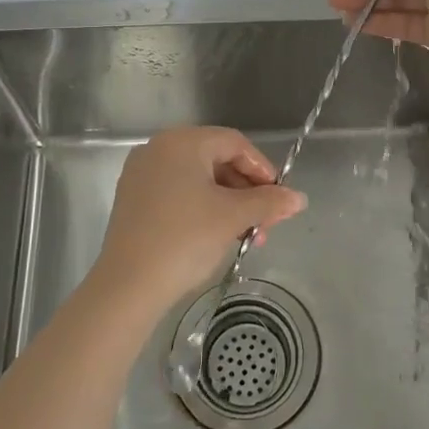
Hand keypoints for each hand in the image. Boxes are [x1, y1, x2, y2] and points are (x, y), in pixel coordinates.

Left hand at [92, 127, 306, 310]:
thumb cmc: (185, 240)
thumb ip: (269, 202)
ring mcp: (142, 174)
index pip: (234, 143)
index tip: (279, 198)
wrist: (128, 286)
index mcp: (182, 142)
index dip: (262, 169)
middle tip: (265, 222)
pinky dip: (202, 208)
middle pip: (216, 159)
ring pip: (198, 179)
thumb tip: (300, 198)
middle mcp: (158, 149)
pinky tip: (217, 235)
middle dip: (247, 191)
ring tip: (246, 236)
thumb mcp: (233, 217)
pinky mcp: (133, 199)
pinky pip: (178, 192)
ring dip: (228, 203)